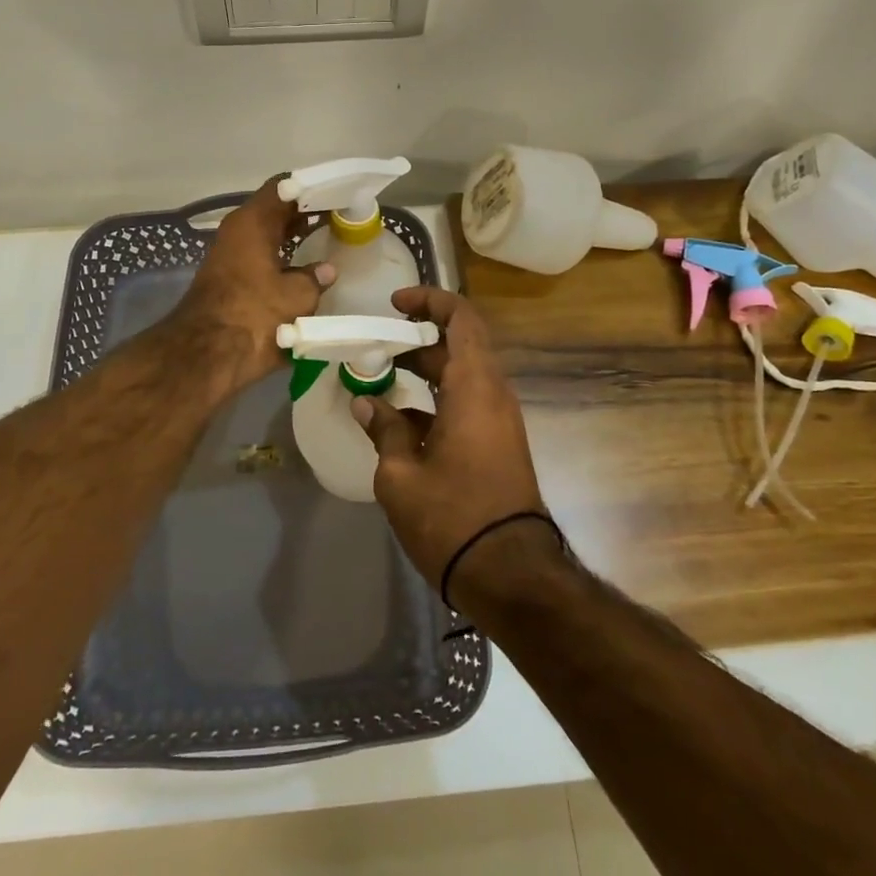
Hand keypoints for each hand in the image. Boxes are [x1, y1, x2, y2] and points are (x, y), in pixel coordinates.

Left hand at [171, 176, 334, 393]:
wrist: (206, 356)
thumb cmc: (254, 315)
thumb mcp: (297, 296)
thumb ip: (315, 278)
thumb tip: (326, 271)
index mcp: (252, 222)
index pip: (283, 188)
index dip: (312, 188)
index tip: (337, 193)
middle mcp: (237, 232)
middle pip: (276, 211)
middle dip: (307, 214)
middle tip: (341, 216)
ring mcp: (230, 257)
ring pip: (268, 237)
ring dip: (294, 238)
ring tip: (329, 241)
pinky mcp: (229, 282)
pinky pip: (262, 260)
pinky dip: (283, 260)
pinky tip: (306, 270)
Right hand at [352, 286, 551, 603]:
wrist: (509, 573)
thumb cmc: (452, 516)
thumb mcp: (401, 474)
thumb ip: (384, 430)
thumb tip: (367, 403)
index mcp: (474, 388)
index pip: (461, 319)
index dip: (430, 301)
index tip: (394, 305)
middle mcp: (493, 395)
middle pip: (459, 346)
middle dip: (416, 341)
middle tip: (376, 349)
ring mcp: (499, 421)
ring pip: (461, 376)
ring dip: (423, 372)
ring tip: (379, 382)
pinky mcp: (497, 444)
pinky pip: (466, 404)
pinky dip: (434, 401)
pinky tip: (398, 424)